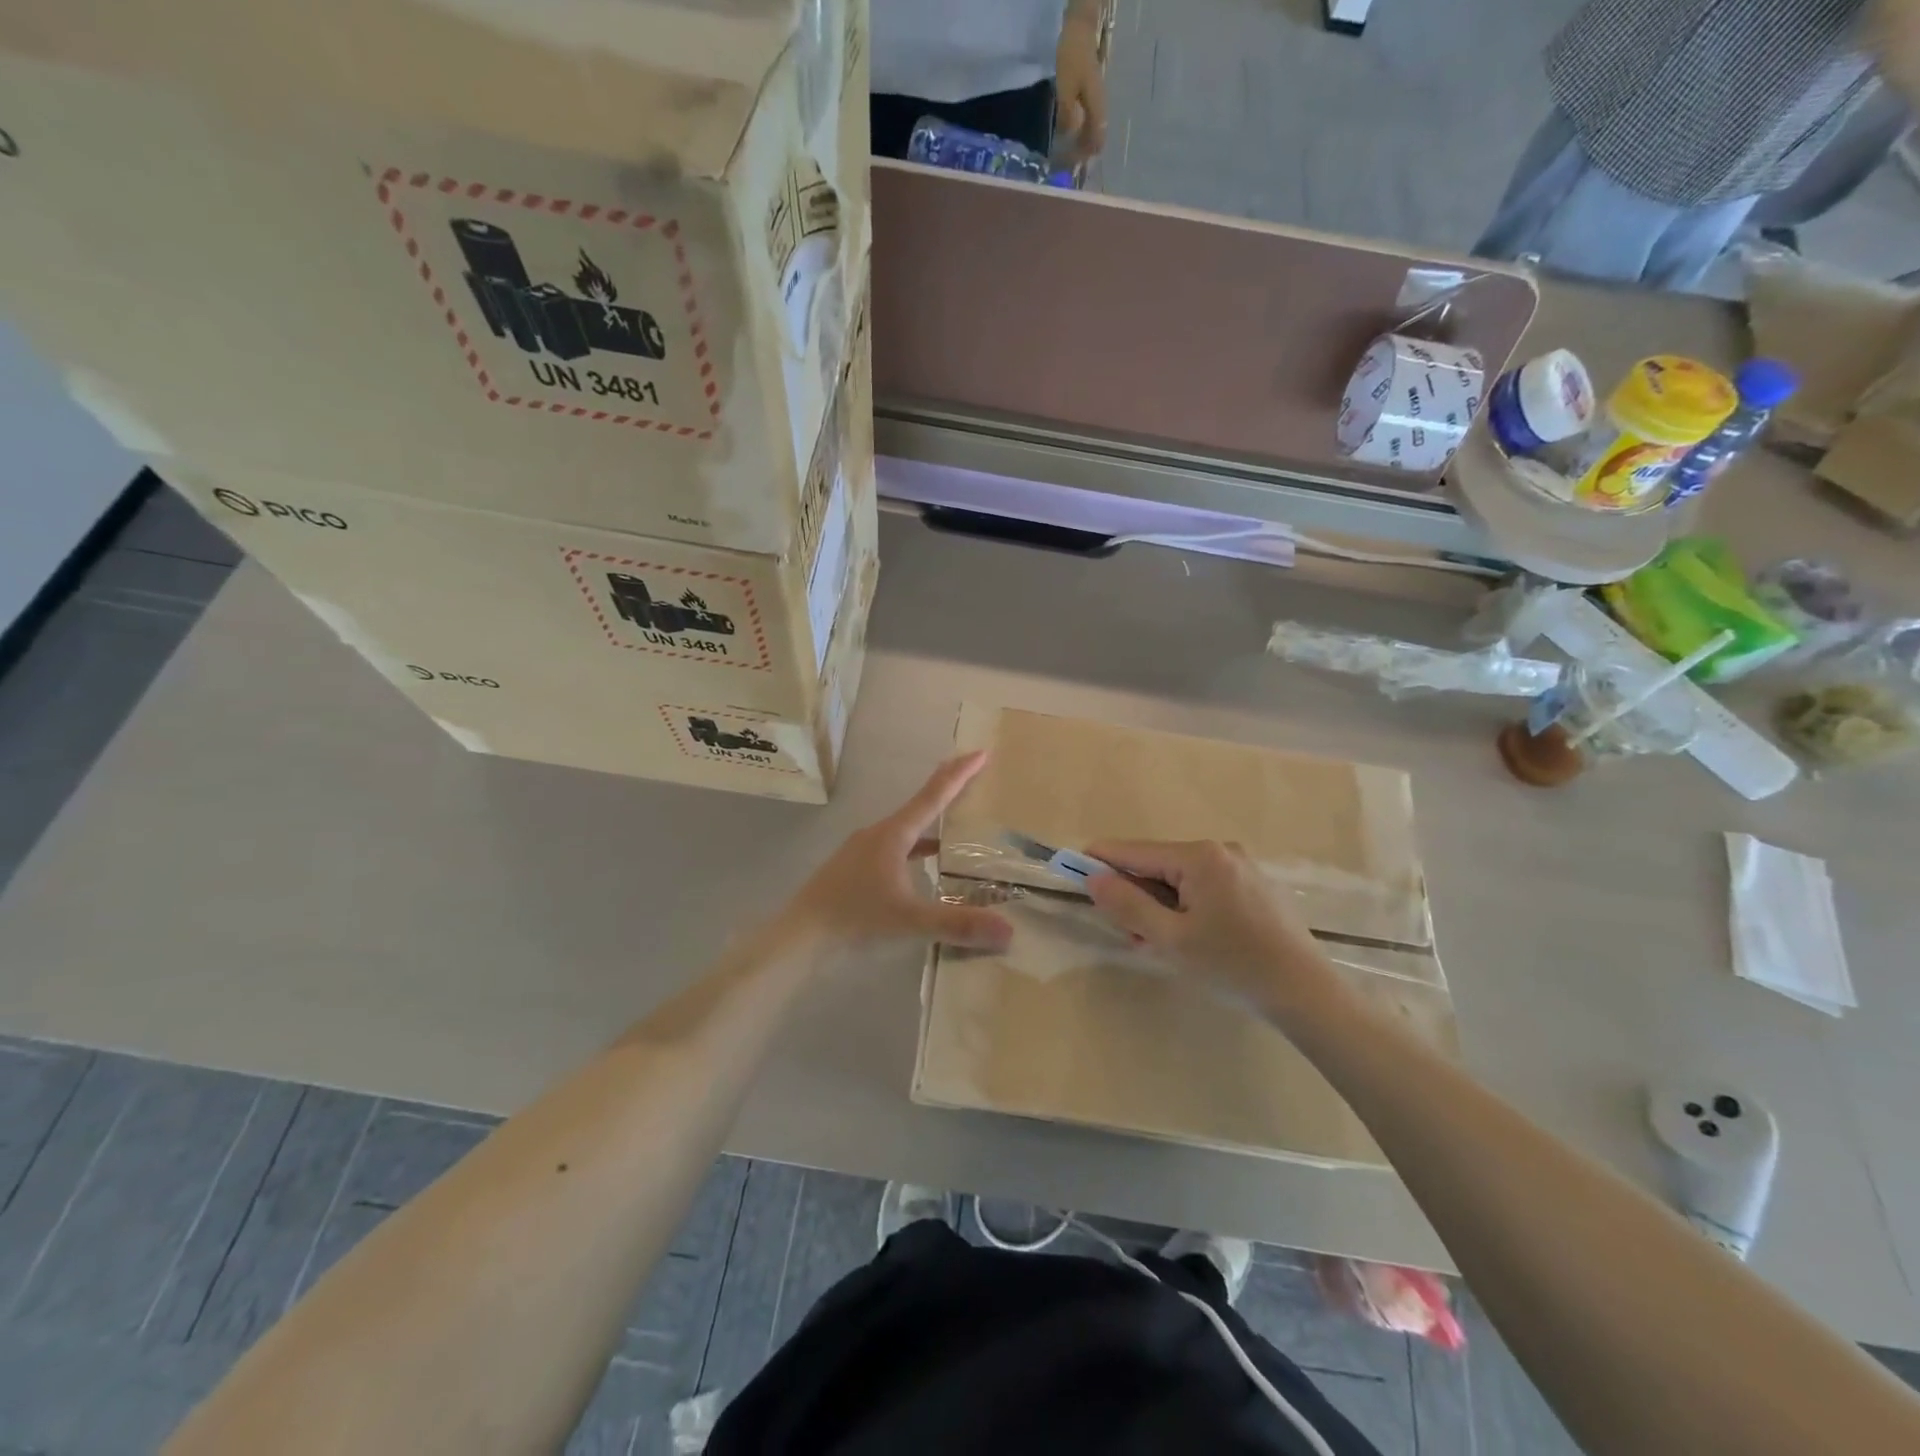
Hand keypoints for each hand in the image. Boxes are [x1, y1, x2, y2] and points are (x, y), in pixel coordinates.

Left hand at [780, 753, 1013, 952]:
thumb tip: (1009, 931)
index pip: (933, 796)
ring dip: (932, 824)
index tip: (980, 752)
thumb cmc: (853, 918)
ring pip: (906, 830)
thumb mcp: (909, 920)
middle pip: (920, 806)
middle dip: (948, 792)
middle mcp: (878, 834)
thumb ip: (958, 924)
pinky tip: (925, 867)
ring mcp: (863, 851)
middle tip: (975, 779)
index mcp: (893, 835)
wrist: (799, 936)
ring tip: (958, 827)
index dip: (959, 774)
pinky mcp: (855, 869)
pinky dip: (916, 851)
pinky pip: (895, 850)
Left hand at [1054, 11, 1107, 160]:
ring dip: (1081, 143)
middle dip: (1082, 153)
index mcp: (1097, 108)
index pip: (1096, 142)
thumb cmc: (1072, 59)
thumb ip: (1067, 116)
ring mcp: (1097, 100)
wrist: (1080, 29)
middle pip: (1095, 139)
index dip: (1085, 157)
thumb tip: (1068, 137)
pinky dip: (1080, 131)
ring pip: (1092, 130)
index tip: (1071, 167)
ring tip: (1067, 152)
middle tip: (1066, 164)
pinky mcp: (1091, 95)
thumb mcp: (1065, 89)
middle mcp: (1101, 107)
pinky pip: (1088, 120)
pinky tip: (1069, 133)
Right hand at [1083, 840, 1337, 1015]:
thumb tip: (1093, 878)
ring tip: (1157, 943)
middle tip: (1126, 932)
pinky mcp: (1255, 886)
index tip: (1071, 871)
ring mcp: (1242, 866)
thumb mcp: (1171, 939)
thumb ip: (1128, 904)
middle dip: (1135, 893)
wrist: (1308, 993)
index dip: (1100, 861)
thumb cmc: (1233, 965)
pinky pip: (1205, 886)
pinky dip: (1186, 906)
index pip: (1134, 851)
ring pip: (1181, 878)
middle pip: (1158, 864)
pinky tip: (1189, 939)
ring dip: (1160, 905)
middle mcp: (1220, 850)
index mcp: (1199, 856)